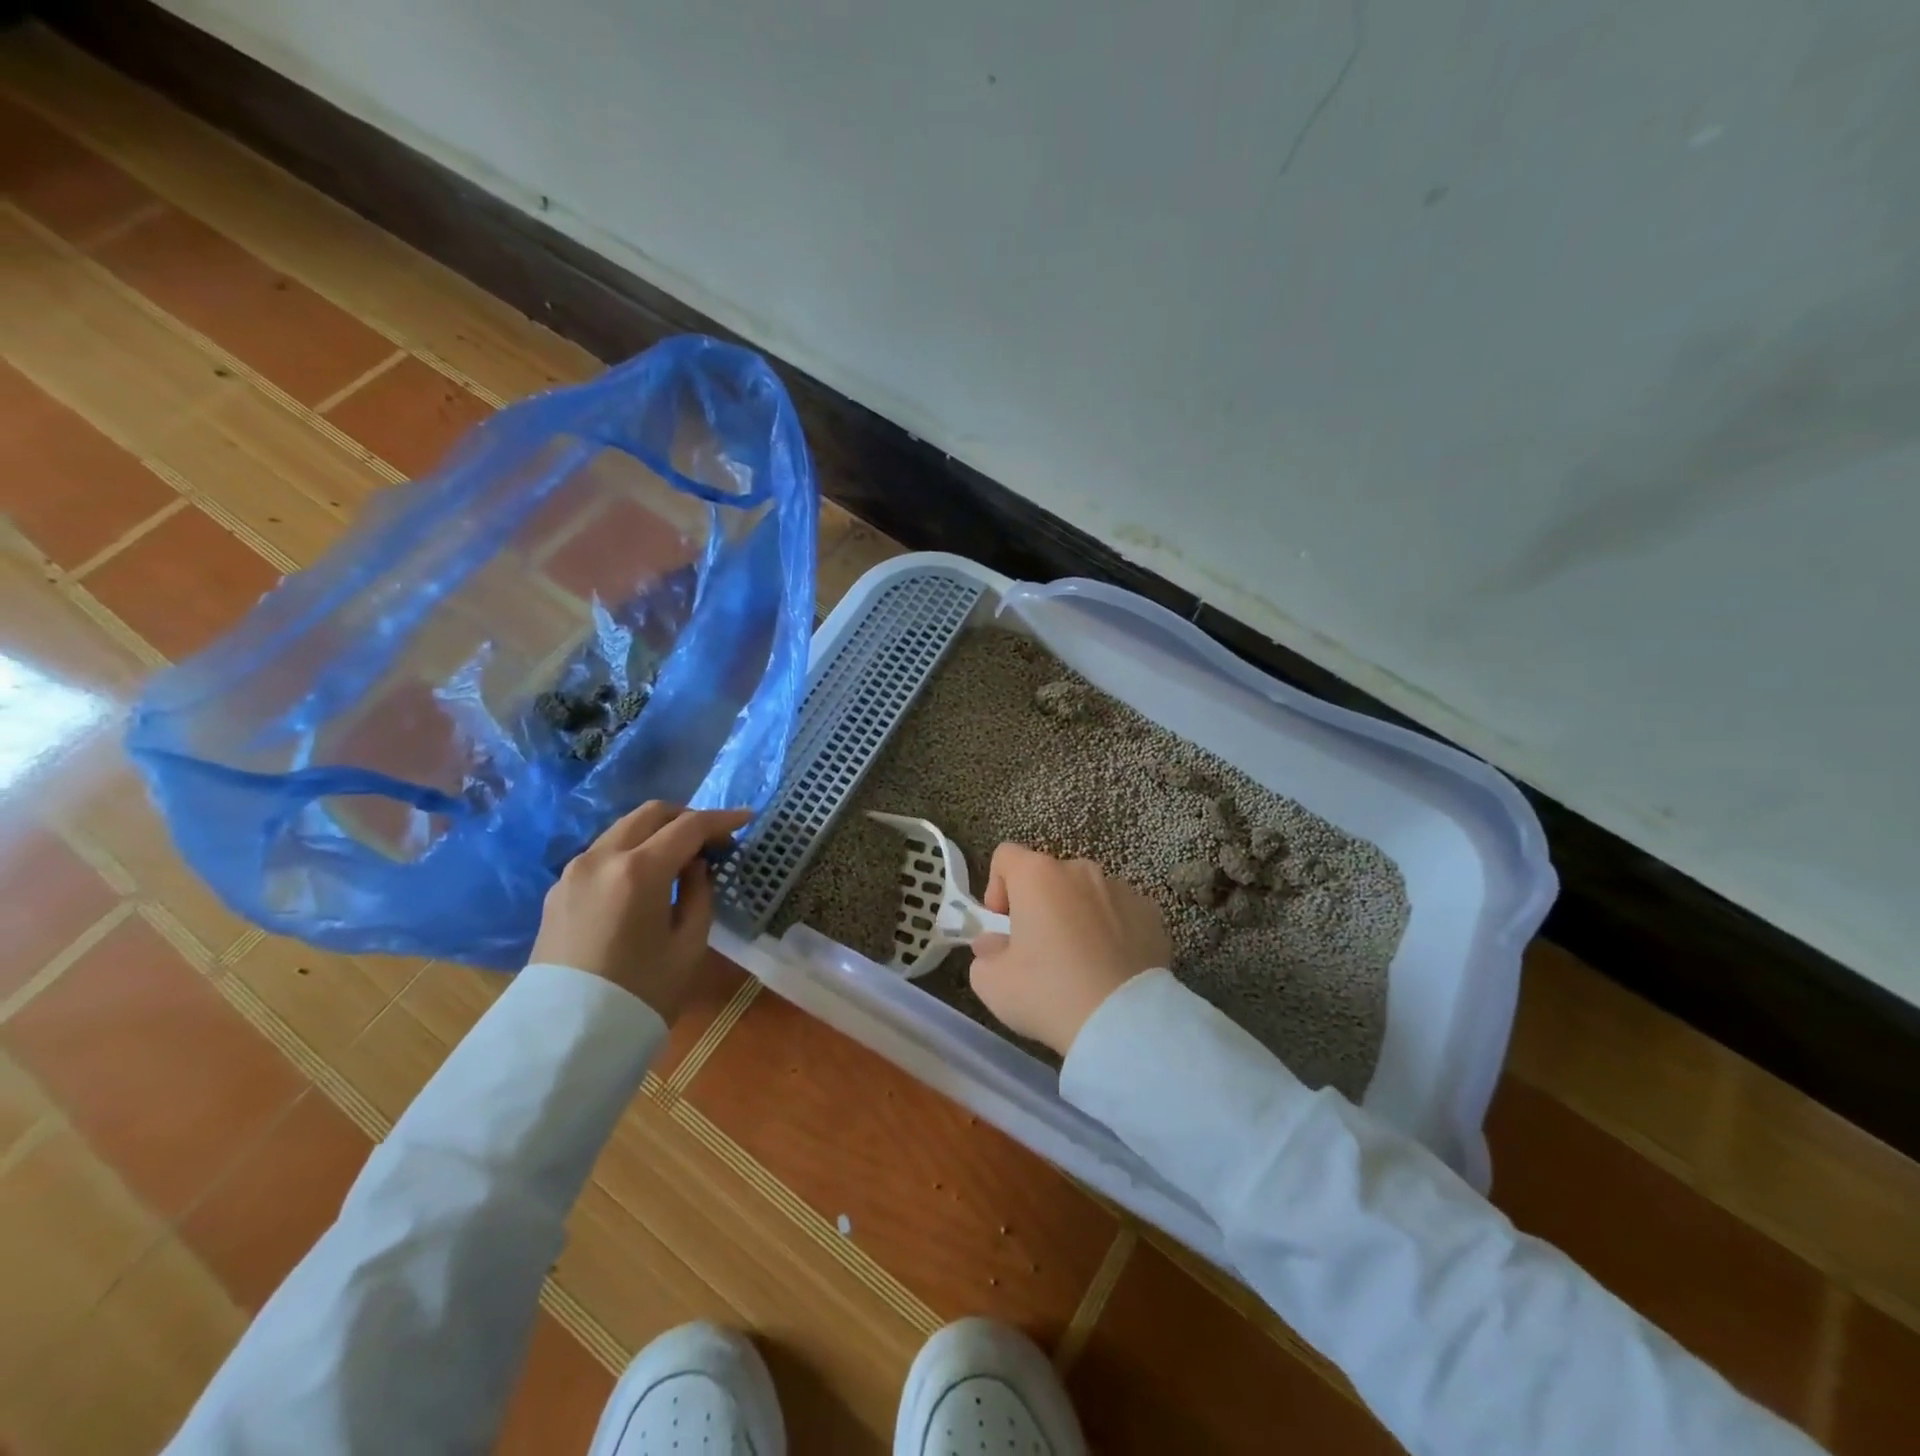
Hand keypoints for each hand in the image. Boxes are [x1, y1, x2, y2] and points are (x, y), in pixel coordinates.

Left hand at [530, 802, 751, 1019]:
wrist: (567, 1037)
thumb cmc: (641, 993)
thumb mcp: (689, 944)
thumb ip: (698, 892)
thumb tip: (694, 865)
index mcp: (639, 870)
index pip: (689, 827)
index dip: (722, 820)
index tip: (746, 818)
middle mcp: (602, 858)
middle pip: (650, 813)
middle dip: (686, 817)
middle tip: (712, 838)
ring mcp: (574, 871)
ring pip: (623, 829)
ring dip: (656, 832)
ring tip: (681, 856)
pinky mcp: (558, 890)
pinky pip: (602, 853)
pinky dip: (631, 850)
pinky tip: (645, 876)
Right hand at [969, 844, 1171, 1057]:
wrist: (1123, 1023)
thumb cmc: (1048, 993)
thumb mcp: (992, 983)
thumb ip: (985, 953)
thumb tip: (994, 944)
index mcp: (1038, 875)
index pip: (1006, 856)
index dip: (997, 888)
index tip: (1003, 926)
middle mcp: (1080, 870)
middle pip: (1048, 876)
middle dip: (1039, 905)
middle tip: (1038, 950)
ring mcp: (1121, 889)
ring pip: (1086, 894)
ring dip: (1076, 916)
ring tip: (1080, 962)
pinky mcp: (1151, 914)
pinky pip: (1120, 914)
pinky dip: (1111, 931)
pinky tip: (1110, 968)